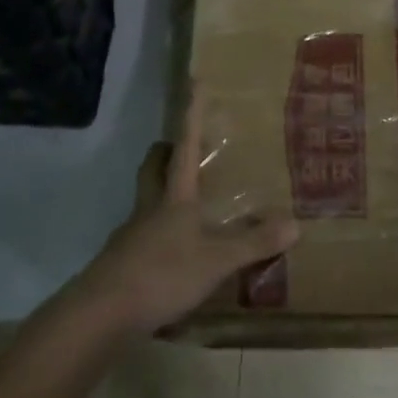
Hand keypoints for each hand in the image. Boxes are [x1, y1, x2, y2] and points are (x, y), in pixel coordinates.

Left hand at [73, 103, 299, 335]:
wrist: (101, 315)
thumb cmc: (162, 273)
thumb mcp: (216, 261)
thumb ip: (253, 243)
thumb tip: (296, 224)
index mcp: (174, 197)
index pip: (184, 145)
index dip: (191, 114)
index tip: (194, 82)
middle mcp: (149, 207)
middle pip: (152, 167)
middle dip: (165, 153)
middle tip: (181, 149)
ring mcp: (131, 236)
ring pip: (145, 200)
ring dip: (161, 193)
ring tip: (187, 204)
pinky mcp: (121, 264)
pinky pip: (142, 236)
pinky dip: (158, 234)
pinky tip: (174, 254)